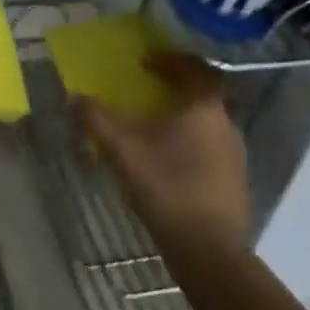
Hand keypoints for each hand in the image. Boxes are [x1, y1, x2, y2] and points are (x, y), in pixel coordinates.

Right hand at [78, 52, 251, 247]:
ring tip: (152, 126)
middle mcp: (226, 124)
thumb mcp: (121, 148)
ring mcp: (234, 155)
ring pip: (206, 123)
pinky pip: (209, 148)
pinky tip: (166, 161)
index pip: (196, 68)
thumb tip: (75, 97)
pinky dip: (188, 142)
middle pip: (202, 95)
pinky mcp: (233, 182)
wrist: (208, 249)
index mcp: (204, 108)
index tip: (145, 62)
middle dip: (174, 88)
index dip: (171, 60)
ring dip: (181, 117)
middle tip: (147, 89)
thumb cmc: (166, 185)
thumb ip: (96, 118)